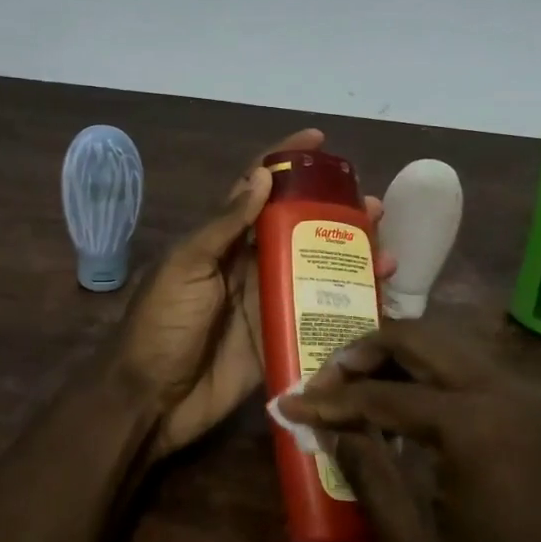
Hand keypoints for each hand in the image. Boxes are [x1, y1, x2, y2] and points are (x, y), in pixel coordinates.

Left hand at [116, 128, 389, 458]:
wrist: (153, 400)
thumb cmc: (163, 325)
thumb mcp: (187, 267)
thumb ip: (224, 226)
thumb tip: (262, 175)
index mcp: (223, 241)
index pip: (258, 189)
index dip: (286, 161)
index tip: (320, 141)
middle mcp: (250, 265)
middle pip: (299, 229)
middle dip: (335, 213)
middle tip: (374, 207)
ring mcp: (269, 302)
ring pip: (316, 270)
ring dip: (350, 257)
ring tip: (387, 250)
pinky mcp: (282, 338)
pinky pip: (319, 315)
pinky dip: (348, 304)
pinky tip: (378, 297)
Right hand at [279, 319, 540, 541]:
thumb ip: (369, 477)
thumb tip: (336, 429)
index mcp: (469, 424)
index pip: (381, 394)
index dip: (328, 400)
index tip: (289, 405)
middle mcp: (499, 391)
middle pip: (418, 339)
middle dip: (363, 352)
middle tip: (325, 383)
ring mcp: (524, 399)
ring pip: (447, 348)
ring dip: (397, 357)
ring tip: (357, 390)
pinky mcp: (535, 415)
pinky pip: (470, 372)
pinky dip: (430, 375)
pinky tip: (407, 408)